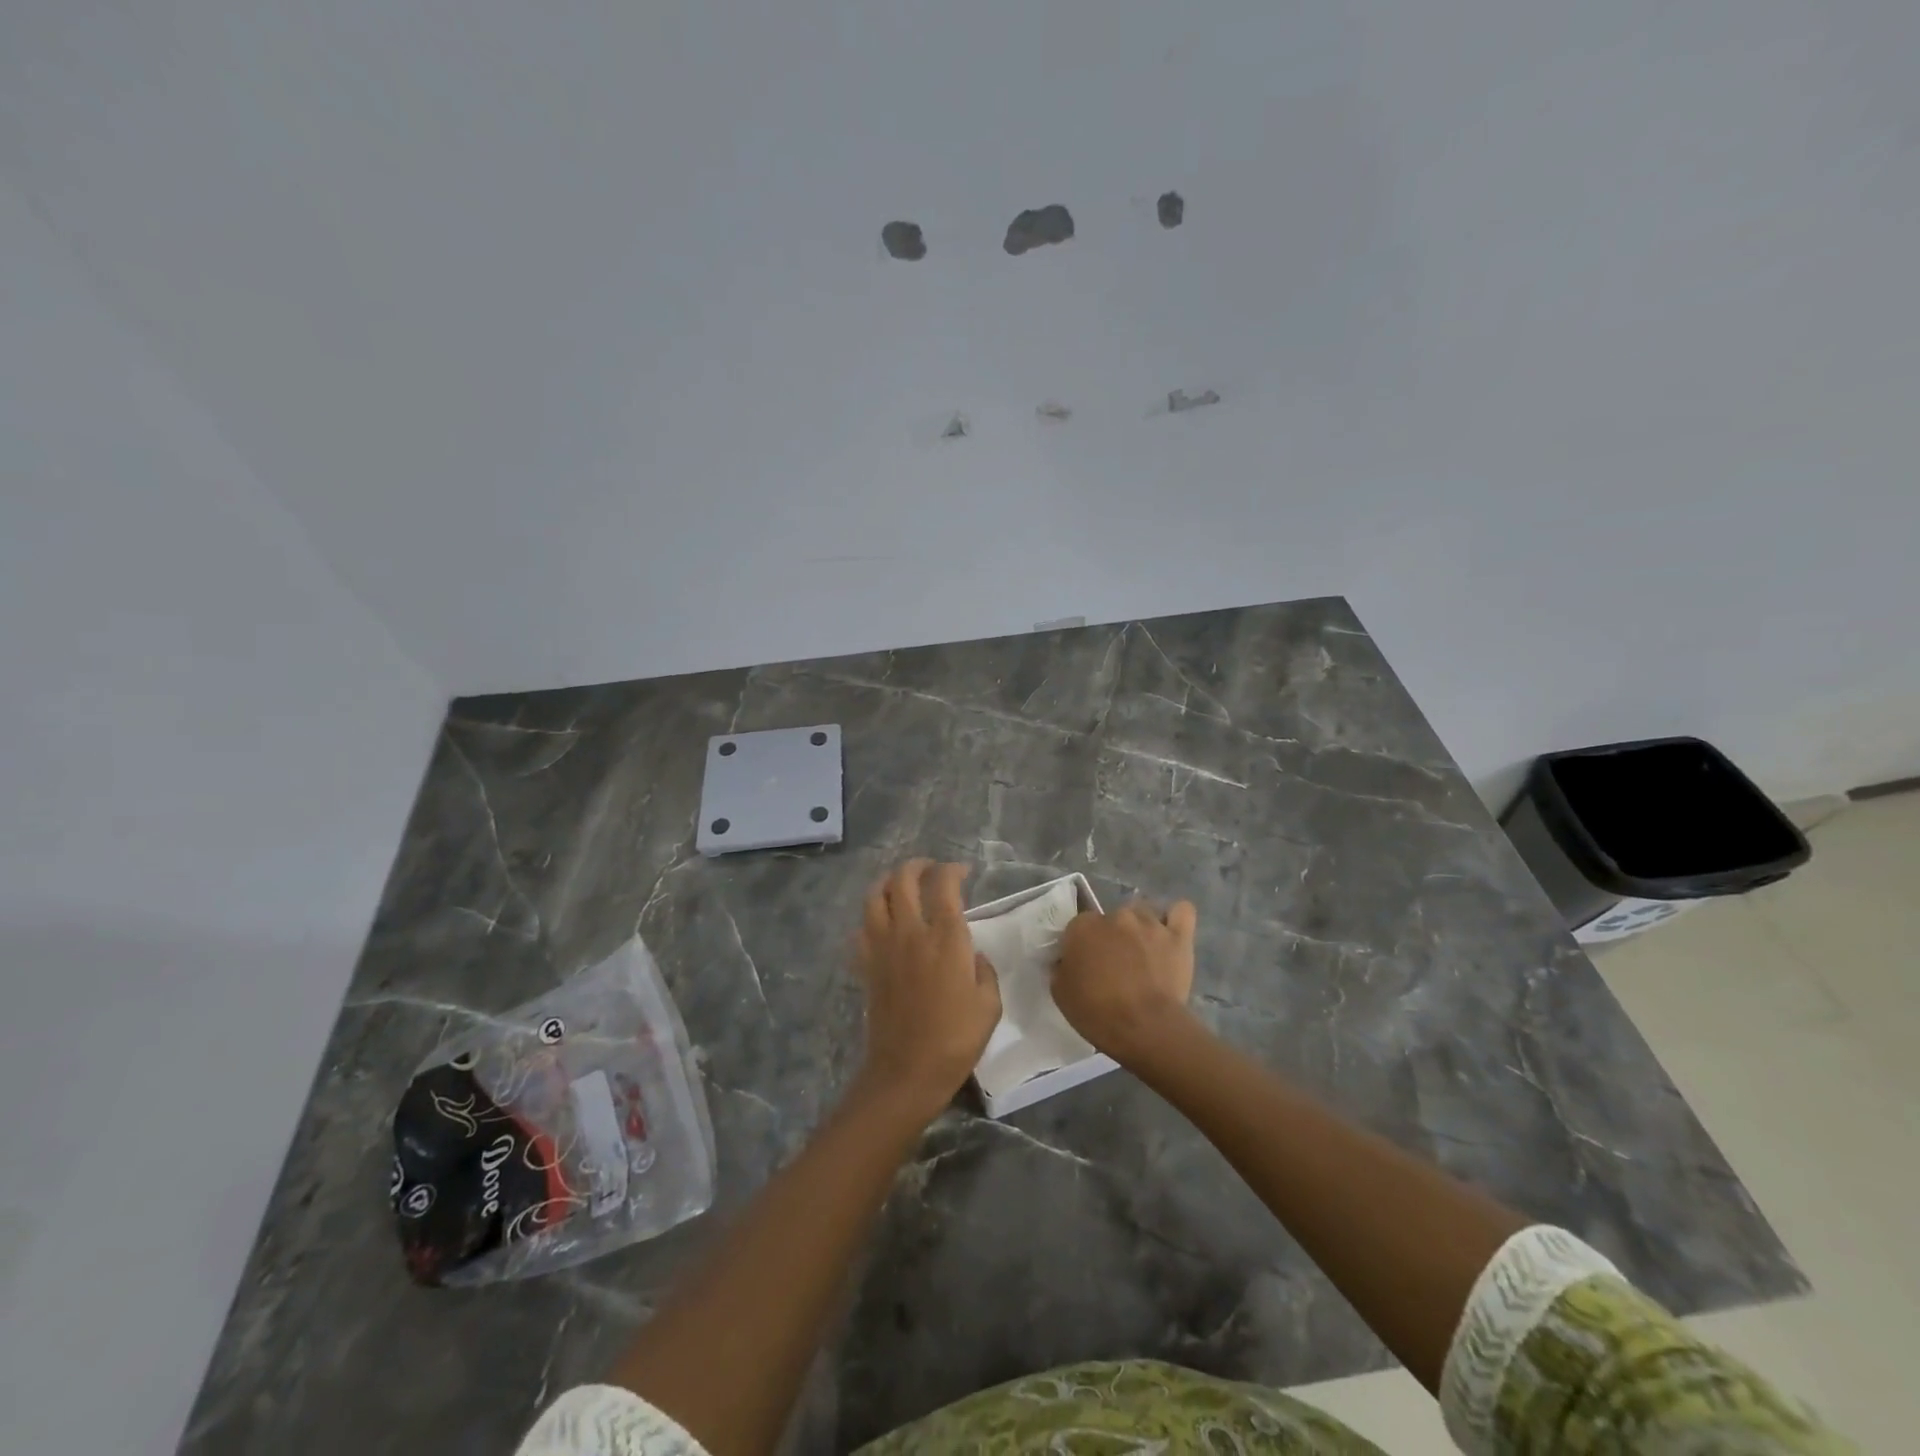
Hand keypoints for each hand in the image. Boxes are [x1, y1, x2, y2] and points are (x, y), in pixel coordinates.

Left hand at [853, 860, 1001, 1121]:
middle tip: (931, 870)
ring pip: (875, 896)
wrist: (907, 1071)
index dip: (953, 870)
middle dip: (918, 866)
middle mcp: (911, 932)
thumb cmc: (956, 1039)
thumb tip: (973, 955)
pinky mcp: (866, 965)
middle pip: (904, 879)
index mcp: (946, 938)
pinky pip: (861, 928)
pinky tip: (882, 923)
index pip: (944, 885)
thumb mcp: (989, 1005)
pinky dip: (871, 917)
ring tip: (901, 885)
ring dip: (888, 882)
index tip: (962, 872)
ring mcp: (883, 947)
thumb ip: (984, 970)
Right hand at [1053, 900, 1198, 1063]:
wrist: (1145, 1028)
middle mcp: (1116, 916)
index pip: (1078, 926)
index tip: (1085, 965)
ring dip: (1140, 929)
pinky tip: (1170, 932)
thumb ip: (1061, 967)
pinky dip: (1175, 917)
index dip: (1082, 946)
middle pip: (1111, 918)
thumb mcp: (1060, 993)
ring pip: (1142, 913)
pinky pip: (1181, 912)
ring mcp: (1149, 923)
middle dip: (1111, 937)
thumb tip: (1067, 960)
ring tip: (1143, 954)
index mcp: (1084, 926)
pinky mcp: (1178, 936)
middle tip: (1114, 964)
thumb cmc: (1097, 1013)